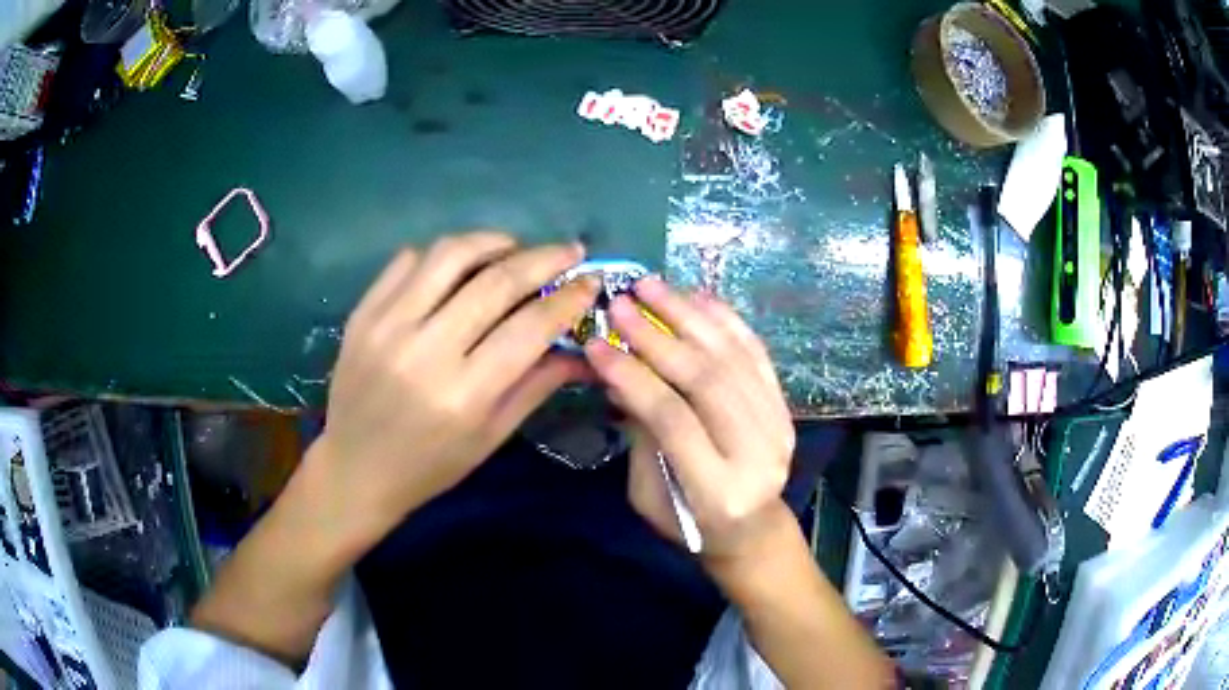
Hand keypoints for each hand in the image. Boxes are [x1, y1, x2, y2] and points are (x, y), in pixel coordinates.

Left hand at [305, 231, 598, 545]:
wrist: (356, 468)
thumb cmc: (430, 465)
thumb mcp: (491, 436)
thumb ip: (537, 385)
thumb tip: (581, 349)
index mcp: (464, 395)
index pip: (529, 328)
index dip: (569, 298)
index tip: (591, 280)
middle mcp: (425, 352)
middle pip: (496, 282)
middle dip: (543, 258)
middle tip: (568, 251)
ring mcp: (387, 326)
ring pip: (450, 255)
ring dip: (492, 242)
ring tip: (514, 249)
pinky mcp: (363, 313)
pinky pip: (408, 260)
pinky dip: (443, 255)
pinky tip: (459, 267)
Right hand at [584, 277, 794, 563]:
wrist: (752, 529)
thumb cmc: (689, 522)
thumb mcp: (648, 495)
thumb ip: (640, 436)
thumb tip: (622, 372)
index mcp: (718, 491)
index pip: (673, 418)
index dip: (633, 376)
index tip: (598, 343)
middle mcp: (758, 455)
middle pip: (707, 381)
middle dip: (658, 336)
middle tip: (622, 303)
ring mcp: (779, 427)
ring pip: (734, 358)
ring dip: (689, 316)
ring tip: (652, 286)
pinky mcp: (785, 407)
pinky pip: (757, 354)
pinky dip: (726, 321)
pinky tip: (697, 296)